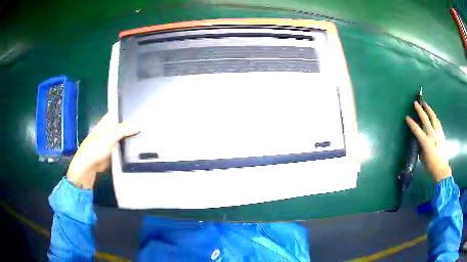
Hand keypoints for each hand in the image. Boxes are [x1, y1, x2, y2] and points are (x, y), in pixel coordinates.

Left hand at [66, 113, 138, 188]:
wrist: (88, 169)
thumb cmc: (94, 149)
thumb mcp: (108, 138)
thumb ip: (123, 131)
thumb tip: (138, 126)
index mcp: (105, 123)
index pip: (118, 114)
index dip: (127, 113)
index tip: (140, 113)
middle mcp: (108, 132)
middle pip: (122, 127)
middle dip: (131, 127)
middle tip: (145, 126)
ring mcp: (111, 143)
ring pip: (124, 138)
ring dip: (131, 138)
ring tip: (144, 136)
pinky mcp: (114, 154)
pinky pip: (123, 149)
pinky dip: (129, 149)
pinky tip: (138, 148)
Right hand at [406, 102, 450, 182]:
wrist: (442, 169)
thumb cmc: (430, 165)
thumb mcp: (422, 157)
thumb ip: (420, 146)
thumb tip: (418, 139)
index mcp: (426, 142)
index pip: (417, 130)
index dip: (411, 123)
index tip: (407, 117)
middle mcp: (432, 135)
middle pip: (425, 119)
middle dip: (420, 110)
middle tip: (416, 103)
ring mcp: (438, 133)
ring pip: (433, 117)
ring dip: (428, 109)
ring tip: (425, 104)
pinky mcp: (442, 133)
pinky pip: (437, 122)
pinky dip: (434, 117)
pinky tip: (433, 115)